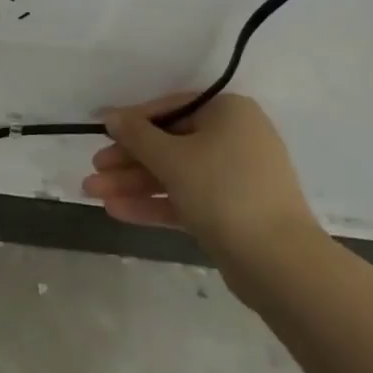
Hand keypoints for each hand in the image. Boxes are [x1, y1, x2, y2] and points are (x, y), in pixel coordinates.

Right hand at [83, 93, 320, 266]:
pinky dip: (155, 204)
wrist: (279, 264)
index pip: (171, 108)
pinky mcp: (232, 213)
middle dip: (128, 160)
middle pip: (170, 143)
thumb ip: (136, 135)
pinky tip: (117, 211)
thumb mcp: (172, 158)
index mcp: (228, 112)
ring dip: (134, 183)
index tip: (101, 135)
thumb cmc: (224, 191)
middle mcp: (235, 138)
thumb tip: (110, 115)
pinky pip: (187, 199)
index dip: (132, 123)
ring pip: (175, 174)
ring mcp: (235, 177)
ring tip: (93, 194)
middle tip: (94, 171)